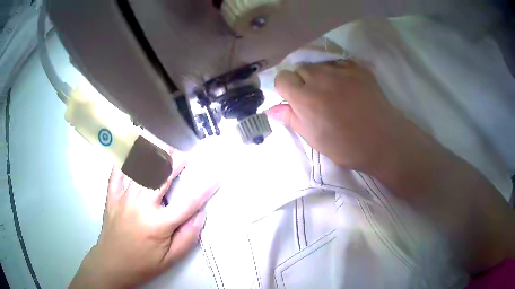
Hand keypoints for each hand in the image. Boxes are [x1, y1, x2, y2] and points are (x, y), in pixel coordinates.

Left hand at [70, 148, 219, 288]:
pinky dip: (124, 160)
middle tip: (187, 151)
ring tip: (165, 144)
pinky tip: (131, 151)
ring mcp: (124, 198)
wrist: (112, 264)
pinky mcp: (112, 196)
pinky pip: (117, 173)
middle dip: (176, 161)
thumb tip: (200, 215)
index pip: (187, 203)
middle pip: (162, 177)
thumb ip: (188, 237)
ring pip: (140, 170)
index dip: (205, 189)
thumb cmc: (143, 264)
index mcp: (158, 224)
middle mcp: (141, 206)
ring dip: (154, 155)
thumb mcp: (171, 259)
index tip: (217, 177)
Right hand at [267, 60, 407, 171]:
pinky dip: (338, 72)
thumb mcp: (314, 138)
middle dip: (303, 81)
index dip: (286, 88)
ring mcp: (341, 70)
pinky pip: (339, 63)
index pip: (282, 78)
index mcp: (305, 98)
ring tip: (334, 91)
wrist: (382, 140)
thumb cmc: (345, 146)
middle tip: (316, 97)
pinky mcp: (357, 68)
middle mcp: (319, 78)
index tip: (295, 99)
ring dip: (321, 75)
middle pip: (300, 68)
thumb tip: (271, 110)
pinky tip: (347, 85)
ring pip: (320, 65)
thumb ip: (291, 118)